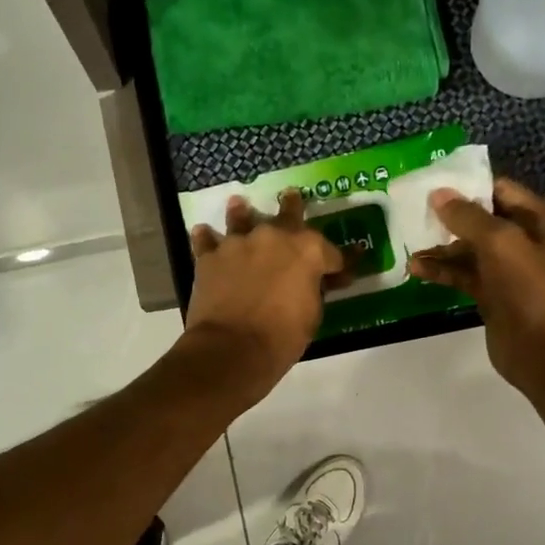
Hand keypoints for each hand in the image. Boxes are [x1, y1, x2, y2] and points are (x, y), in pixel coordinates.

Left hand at [183, 189, 343, 405]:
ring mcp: (238, 243)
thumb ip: (314, 289)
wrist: (232, 348)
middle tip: (292, 196)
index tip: (342, 272)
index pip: (330, 252)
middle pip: (287, 215)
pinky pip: (206, 241)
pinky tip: (202, 233)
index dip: (338, 264)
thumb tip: (317, 281)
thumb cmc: (282, 337)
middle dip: (293, 207)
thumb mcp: (312, 315)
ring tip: (240, 204)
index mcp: (308, 250)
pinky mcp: (209, 257)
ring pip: (242, 218)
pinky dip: (206, 238)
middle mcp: (274, 236)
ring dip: (243, 212)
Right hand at [407, 177, 544, 394]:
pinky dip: (443, 271)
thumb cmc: (528, 290)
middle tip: (416, 214)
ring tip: (411, 247)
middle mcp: (528, 241)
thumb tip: (438, 194)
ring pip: (470, 249)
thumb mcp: (500, 243)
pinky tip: (417, 269)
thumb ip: (468, 216)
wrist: (542, 352)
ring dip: (442, 248)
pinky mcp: (494, 294)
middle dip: (450, 218)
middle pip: (483, 219)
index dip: (469, 186)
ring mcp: (510, 270)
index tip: (434, 186)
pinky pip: (465, 274)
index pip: (502, 190)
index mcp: (543, 221)